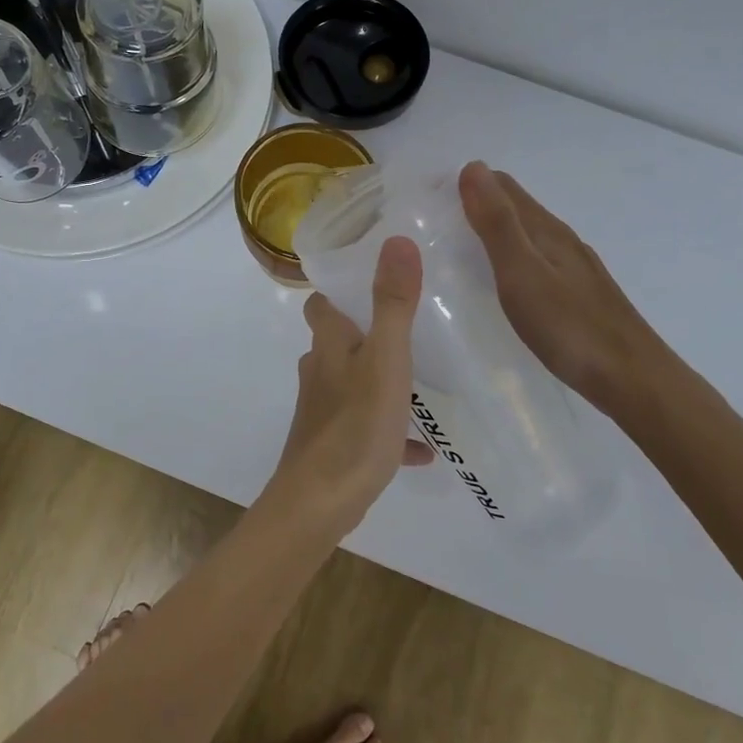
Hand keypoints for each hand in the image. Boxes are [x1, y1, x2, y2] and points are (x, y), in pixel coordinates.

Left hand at [269, 236, 433, 534]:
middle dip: (366, 332)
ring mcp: (326, 410)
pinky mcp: (336, 445)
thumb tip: (396, 240)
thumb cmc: (355, 424)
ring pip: (354, 383)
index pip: (321, 303)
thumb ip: (393, 303)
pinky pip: (368, 429)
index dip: (338, 289)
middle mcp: (321, 372)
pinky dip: (391, 432)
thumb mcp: (386, 360)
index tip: (369, 276)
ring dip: (381, 380)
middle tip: (409, 324)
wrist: (320, 503)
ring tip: (421, 380)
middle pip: (339, 342)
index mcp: (329, 345)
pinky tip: (422, 448)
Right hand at [458, 162, 683, 417]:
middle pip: (516, 208)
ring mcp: (575, 268)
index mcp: (546, 230)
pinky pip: (538, 261)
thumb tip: (472, 167)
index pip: (502, 187)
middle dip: (478, 203)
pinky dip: (513, 257)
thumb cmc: (570, 327)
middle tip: (436, 221)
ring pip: (528, 235)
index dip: (468, 183)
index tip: (430, 197)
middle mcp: (562, 240)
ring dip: (495, 230)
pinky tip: (505, 281)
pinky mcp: (580, 295)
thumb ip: (497, 223)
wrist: (634, 380)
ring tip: (461, 246)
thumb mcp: (522, 273)